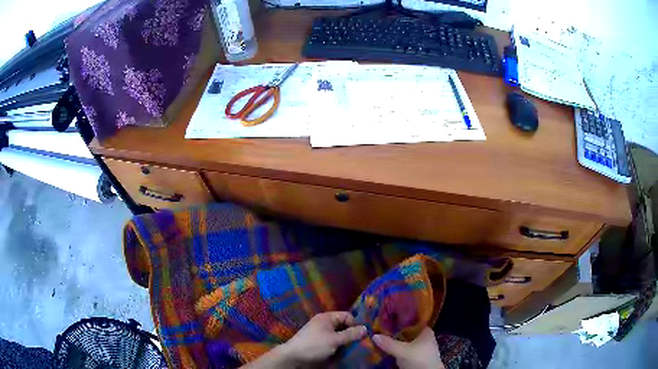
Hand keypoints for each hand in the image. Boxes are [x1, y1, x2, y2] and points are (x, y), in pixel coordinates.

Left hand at [282, 311, 366, 363]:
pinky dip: (338, 347)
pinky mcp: (319, 343)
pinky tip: (342, 354)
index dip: (356, 325)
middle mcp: (325, 323)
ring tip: (352, 350)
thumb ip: (351, 334)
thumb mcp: (335, 340)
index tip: (362, 336)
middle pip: (344, 326)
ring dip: (346, 343)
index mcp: (327, 318)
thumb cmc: (314, 345)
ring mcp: (321, 334)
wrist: (293, 357)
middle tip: (360, 344)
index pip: (348, 316)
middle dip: (352, 335)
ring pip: (340, 336)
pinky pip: (333, 343)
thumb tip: (366, 328)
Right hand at [373, 327, 444, 368]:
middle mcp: (424, 337)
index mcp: (425, 331)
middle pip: (407, 332)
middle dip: (395, 332)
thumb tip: (374, 335)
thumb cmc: (419, 359)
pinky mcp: (417, 356)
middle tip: (379, 330)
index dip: (399, 320)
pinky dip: (397, 349)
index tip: (386, 319)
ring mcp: (421, 348)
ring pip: (406, 342)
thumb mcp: (402, 351)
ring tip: (381, 339)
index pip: (411, 321)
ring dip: (395, 342)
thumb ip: (388, 343)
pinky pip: (405, 349)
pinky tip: (388, 349)